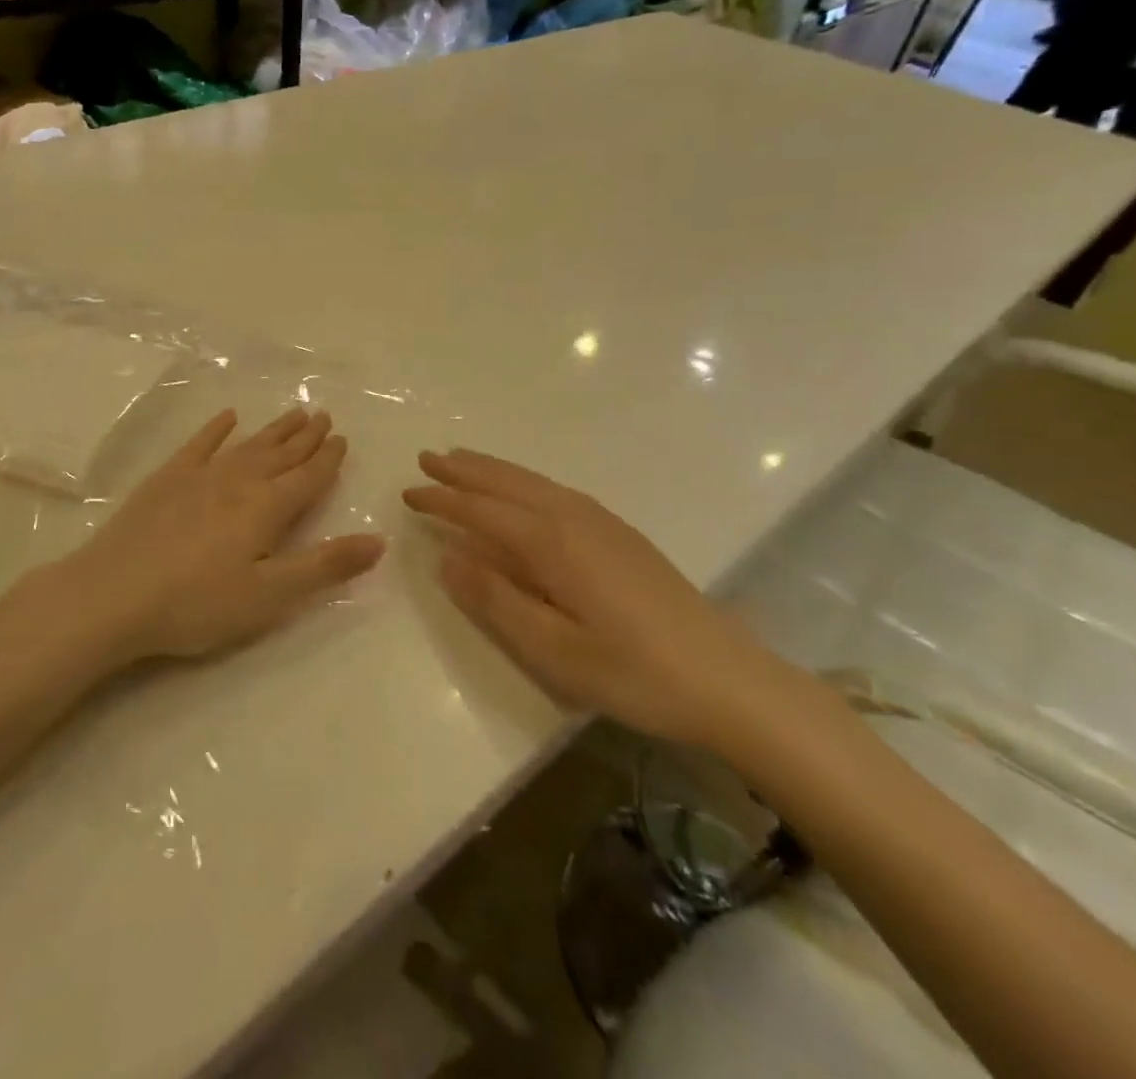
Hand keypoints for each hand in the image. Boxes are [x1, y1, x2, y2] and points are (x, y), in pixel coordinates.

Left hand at [48, 408, 385, 663]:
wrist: (112, 595)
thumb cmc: (197, 604)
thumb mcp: (270, 596)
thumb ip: (324, 566)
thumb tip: (379, 539)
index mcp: (267, 508)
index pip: (309, 478)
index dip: (328, 459)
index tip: (342, 438)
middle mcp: (239, 481)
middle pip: (281, 454)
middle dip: (306, 437)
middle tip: (324, 415)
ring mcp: (200, 476)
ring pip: (248, 445)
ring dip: (274, 430)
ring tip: (294, 413)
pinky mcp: (166, 479)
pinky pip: (199, 444)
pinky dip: (216, 429)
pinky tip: (227, 417)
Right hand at [404, 449, 786, 749]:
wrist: (727, 678)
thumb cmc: (634, 672)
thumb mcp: (554, 650)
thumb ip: (496, 600)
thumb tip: (446, 556)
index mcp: (551, 543)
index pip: (482, 510)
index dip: (442, 500)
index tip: (408, 492)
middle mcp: (573, 517)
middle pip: (507, 483)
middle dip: (464, 470)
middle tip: (426, 457)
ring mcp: (601, 521)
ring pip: (533, 482)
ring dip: (493, 469)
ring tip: (462, 460)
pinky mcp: (620, 533)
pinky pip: (554, 490)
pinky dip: (523, 481)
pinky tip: (522, 491)